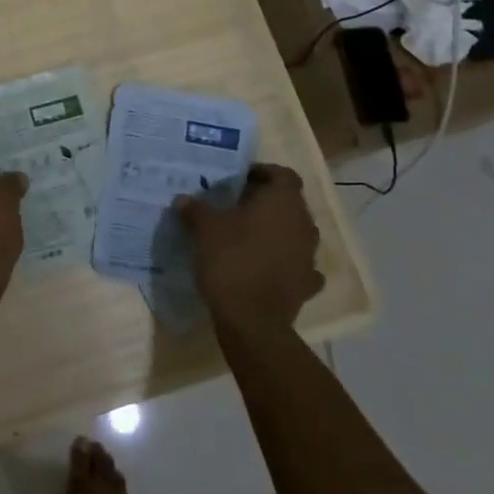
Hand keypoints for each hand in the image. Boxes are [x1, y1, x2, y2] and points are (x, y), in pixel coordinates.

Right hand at [177, 164, 324, 339]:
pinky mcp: (307, 285)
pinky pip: (298, 265)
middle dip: (266, 202)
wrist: (252, 321)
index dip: (263, 172)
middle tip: (237, 207)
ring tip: (247, 237)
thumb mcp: (205, 229)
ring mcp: (310, 256)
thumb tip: (183, 199)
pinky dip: (285, 262)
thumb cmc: (231, 259)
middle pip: (289, 203)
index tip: (240, 180)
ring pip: (294, 233)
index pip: (282, 174)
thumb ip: (196, 209)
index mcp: (283, 201)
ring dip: (276, 232)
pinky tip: (267, 267)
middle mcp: (304, 223)